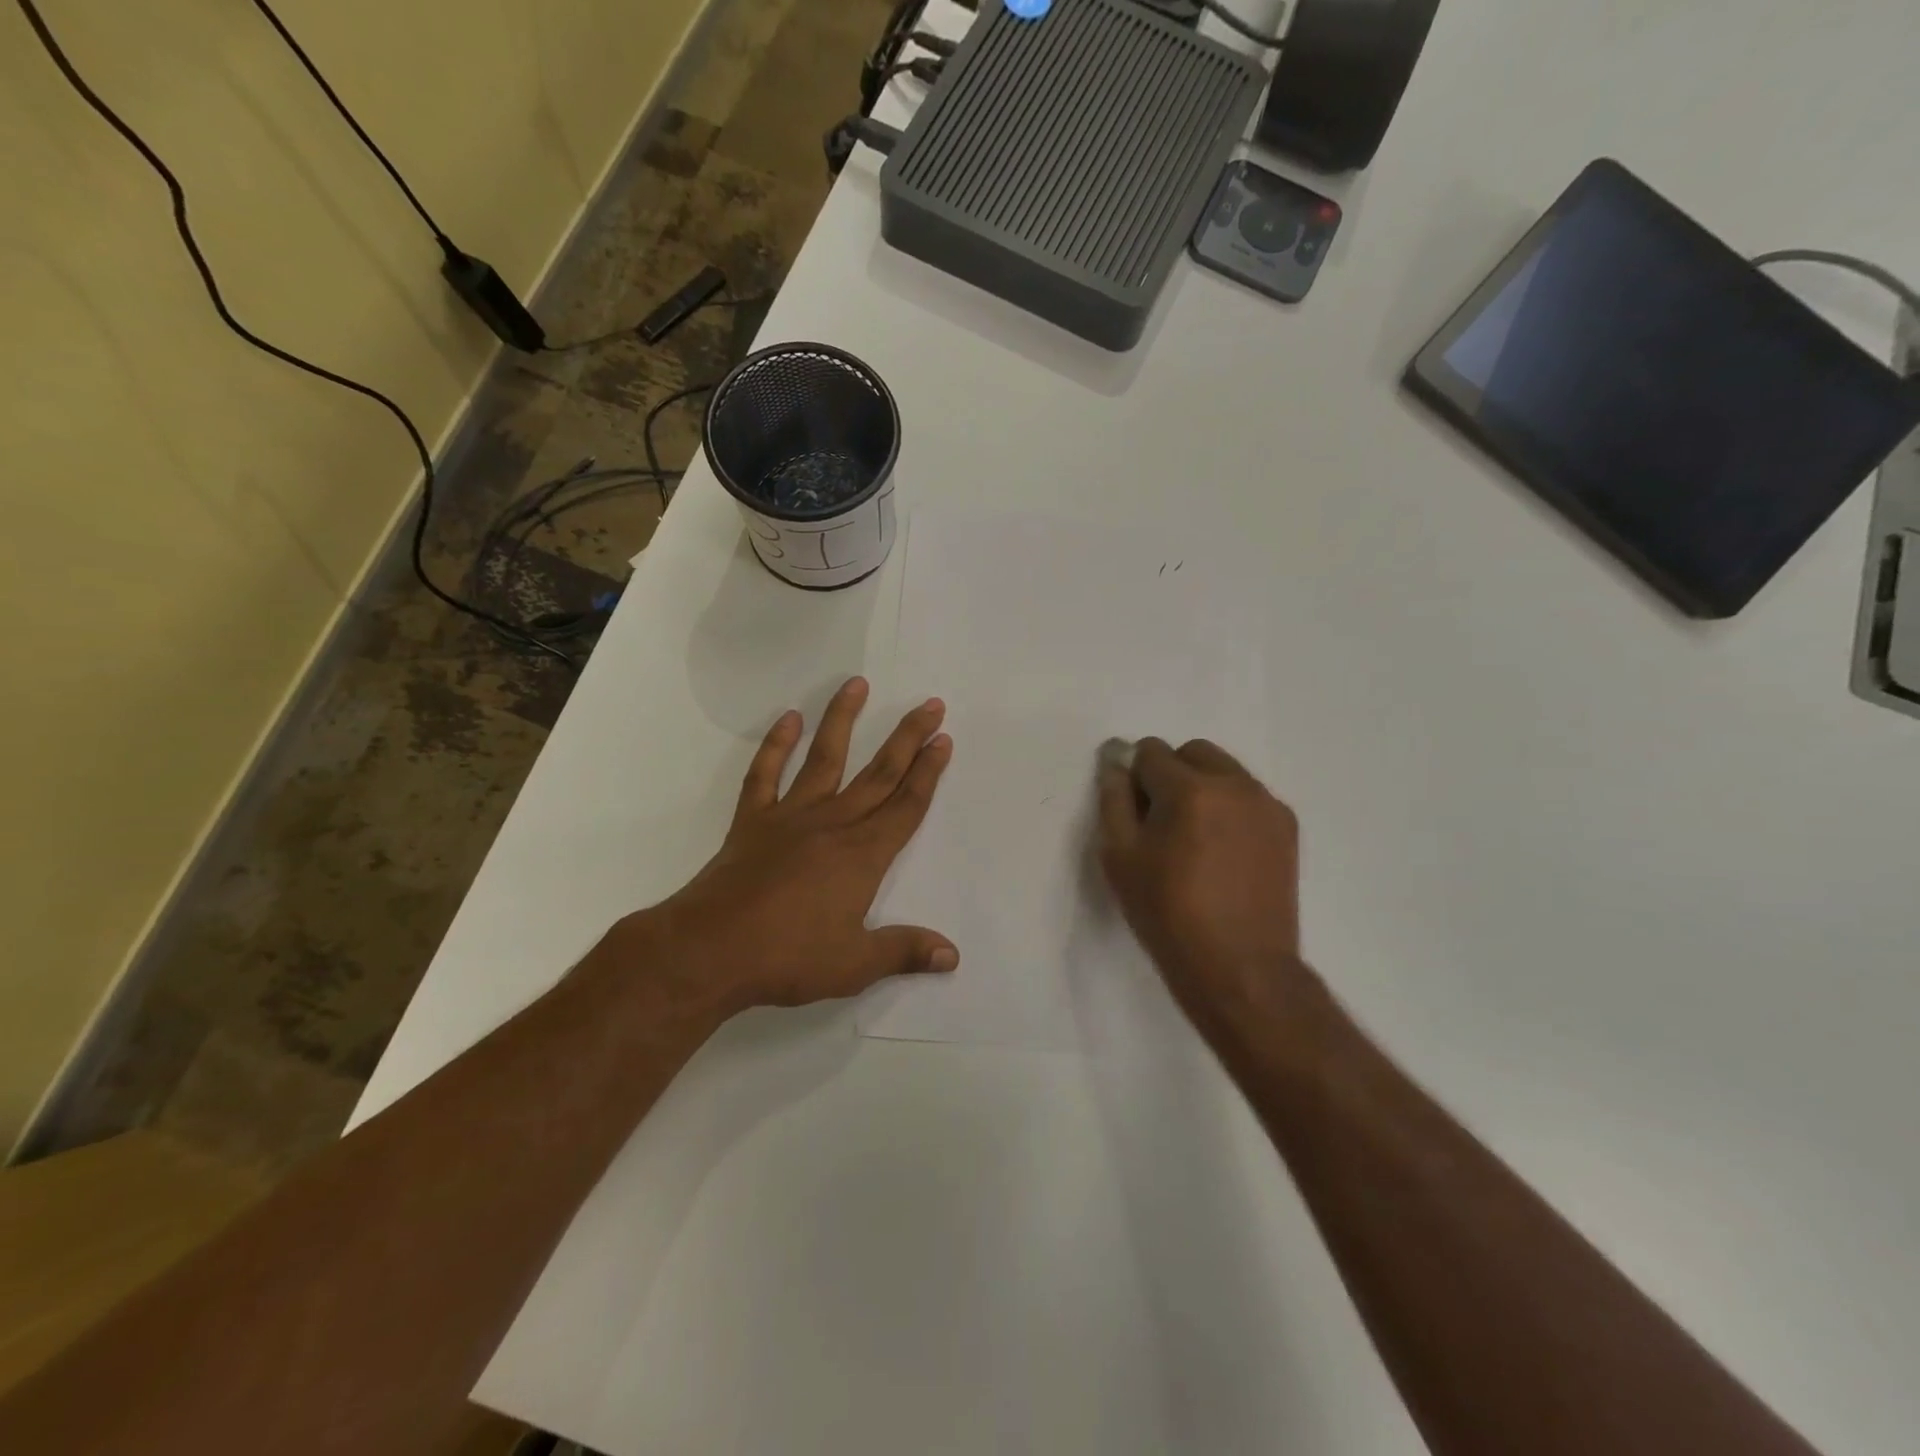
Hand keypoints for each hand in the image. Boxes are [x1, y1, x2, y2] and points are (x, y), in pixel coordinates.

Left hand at [608, 677, 956, 1020]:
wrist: (710, 950)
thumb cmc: (788, 957)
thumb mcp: (855, 964)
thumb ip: (904, 951)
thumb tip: (952, 956)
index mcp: (863, 855)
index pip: (906, 805)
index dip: (929, 773)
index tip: (944, 739)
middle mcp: (833, 824)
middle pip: (879, 773)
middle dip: (908, 737)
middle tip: (930, 705)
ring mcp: (790, 817)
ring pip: (825, 758)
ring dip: (843, 720)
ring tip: (857, 684)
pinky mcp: (752, 821)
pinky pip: (765, 774)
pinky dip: (775, 746)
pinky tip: (788, 720)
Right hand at [1097, 738, 1311, 1039]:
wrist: (1240, 968)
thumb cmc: (1168, 914)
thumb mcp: (1120, 857)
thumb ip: (1113, 798)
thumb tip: (1116, 761)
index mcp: (1191, 789)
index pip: (1150, 751)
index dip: (1135, 779)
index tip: (1135, 815)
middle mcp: (1235, 784)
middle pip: (1192, 752)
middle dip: (1170, 774)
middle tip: (1162, 823)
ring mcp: (1267, 803)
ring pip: (1224, 770)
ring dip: (1202, 787)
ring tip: (1195, 839)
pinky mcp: (1287, 826)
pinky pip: (1248, 795)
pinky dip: (1229, 807)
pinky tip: (1223, 851)